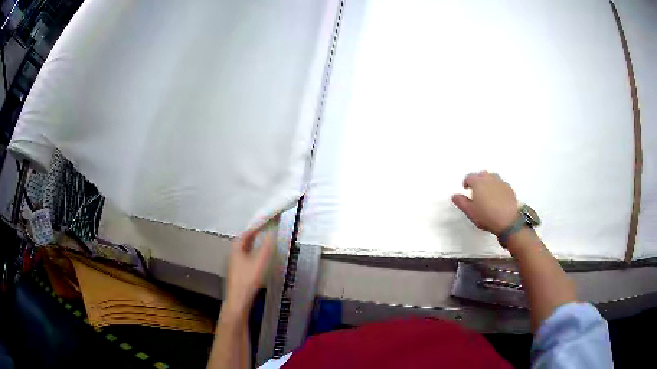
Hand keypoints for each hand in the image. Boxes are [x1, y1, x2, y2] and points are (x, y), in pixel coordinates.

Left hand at [223, 226, 275, 314]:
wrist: (238, 300)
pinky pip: (245, 259)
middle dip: (254, 236)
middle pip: (243, 242)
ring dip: (253, 247)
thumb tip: (272, 233)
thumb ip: (267, 246)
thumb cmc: (248, 279)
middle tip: (265, 233)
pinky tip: (259, 263)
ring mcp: (234, 265)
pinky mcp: (237, 274)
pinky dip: (252, 256)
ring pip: (244, 251)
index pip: (246, 233)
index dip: (255, 228)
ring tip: (264, 246)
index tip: (265, 224)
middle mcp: (233, 254)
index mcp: (236, 248)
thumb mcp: (260, 261)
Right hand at [452, 171, 518, 234]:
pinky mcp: (509, 188)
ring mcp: (501, 182)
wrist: (509, 220)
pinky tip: (497, 197)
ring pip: (492, 177)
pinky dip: (497, 187)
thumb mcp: (470, 212)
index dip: (466, 182)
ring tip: (487, 192)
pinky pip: (501, 184)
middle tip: (476, 190)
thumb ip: (461, 202)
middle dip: (478, 180)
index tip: (466, 188)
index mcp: (478, 182)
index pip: (469, 177)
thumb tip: (455, 196)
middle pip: (482, 174)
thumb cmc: (487, 216)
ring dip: (488, 182)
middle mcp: (489, 179)